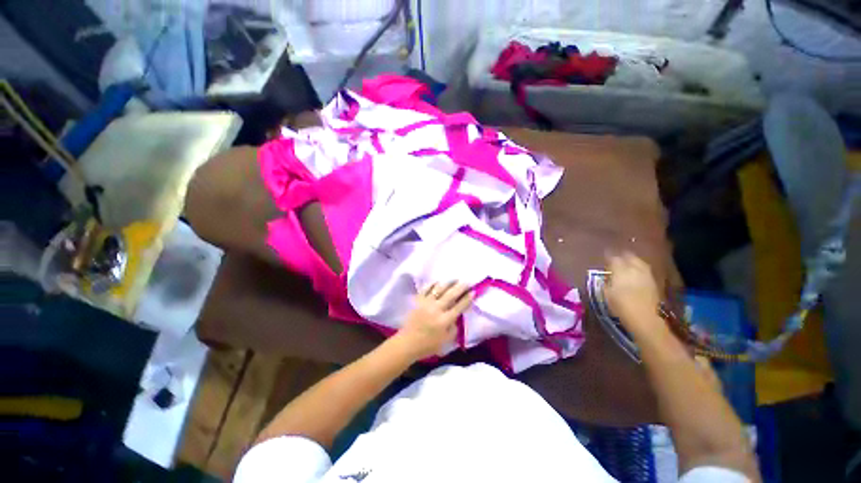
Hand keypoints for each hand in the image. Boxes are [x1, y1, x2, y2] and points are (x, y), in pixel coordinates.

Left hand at [396, 281, 473, 360]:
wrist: (408, 343)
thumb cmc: (428, 345)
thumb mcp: (446, 340)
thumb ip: (454, 327)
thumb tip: (457, 314)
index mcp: (444, 320)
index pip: (459, 306)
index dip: (467, 299)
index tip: (473, 292)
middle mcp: (436, 309)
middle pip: (451, 295)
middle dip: (460, 287)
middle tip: (467, 282)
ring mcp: (426, 303)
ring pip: (439, 289)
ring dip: (449, 283)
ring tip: (455, 279)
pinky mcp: (418, 300)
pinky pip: (426, 289)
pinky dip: (433, 284)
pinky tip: (438, 281)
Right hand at [604, 252, 661, 335]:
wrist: (647, 320)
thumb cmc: (622, 307)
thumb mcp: (607, 295)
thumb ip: (606, 282)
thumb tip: (606, 277)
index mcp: (621, 270)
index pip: (613, 257)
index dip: (608, 257)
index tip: (604, 259)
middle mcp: (635, 269)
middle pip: (629, 256)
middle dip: (622, 257)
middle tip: (615, 261)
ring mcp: (647, 275)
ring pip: (639, 262)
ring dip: (632, 262)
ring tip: (626, 267)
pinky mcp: (654, 282)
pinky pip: (645, 270)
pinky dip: (639, 270)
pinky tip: (635, 275)